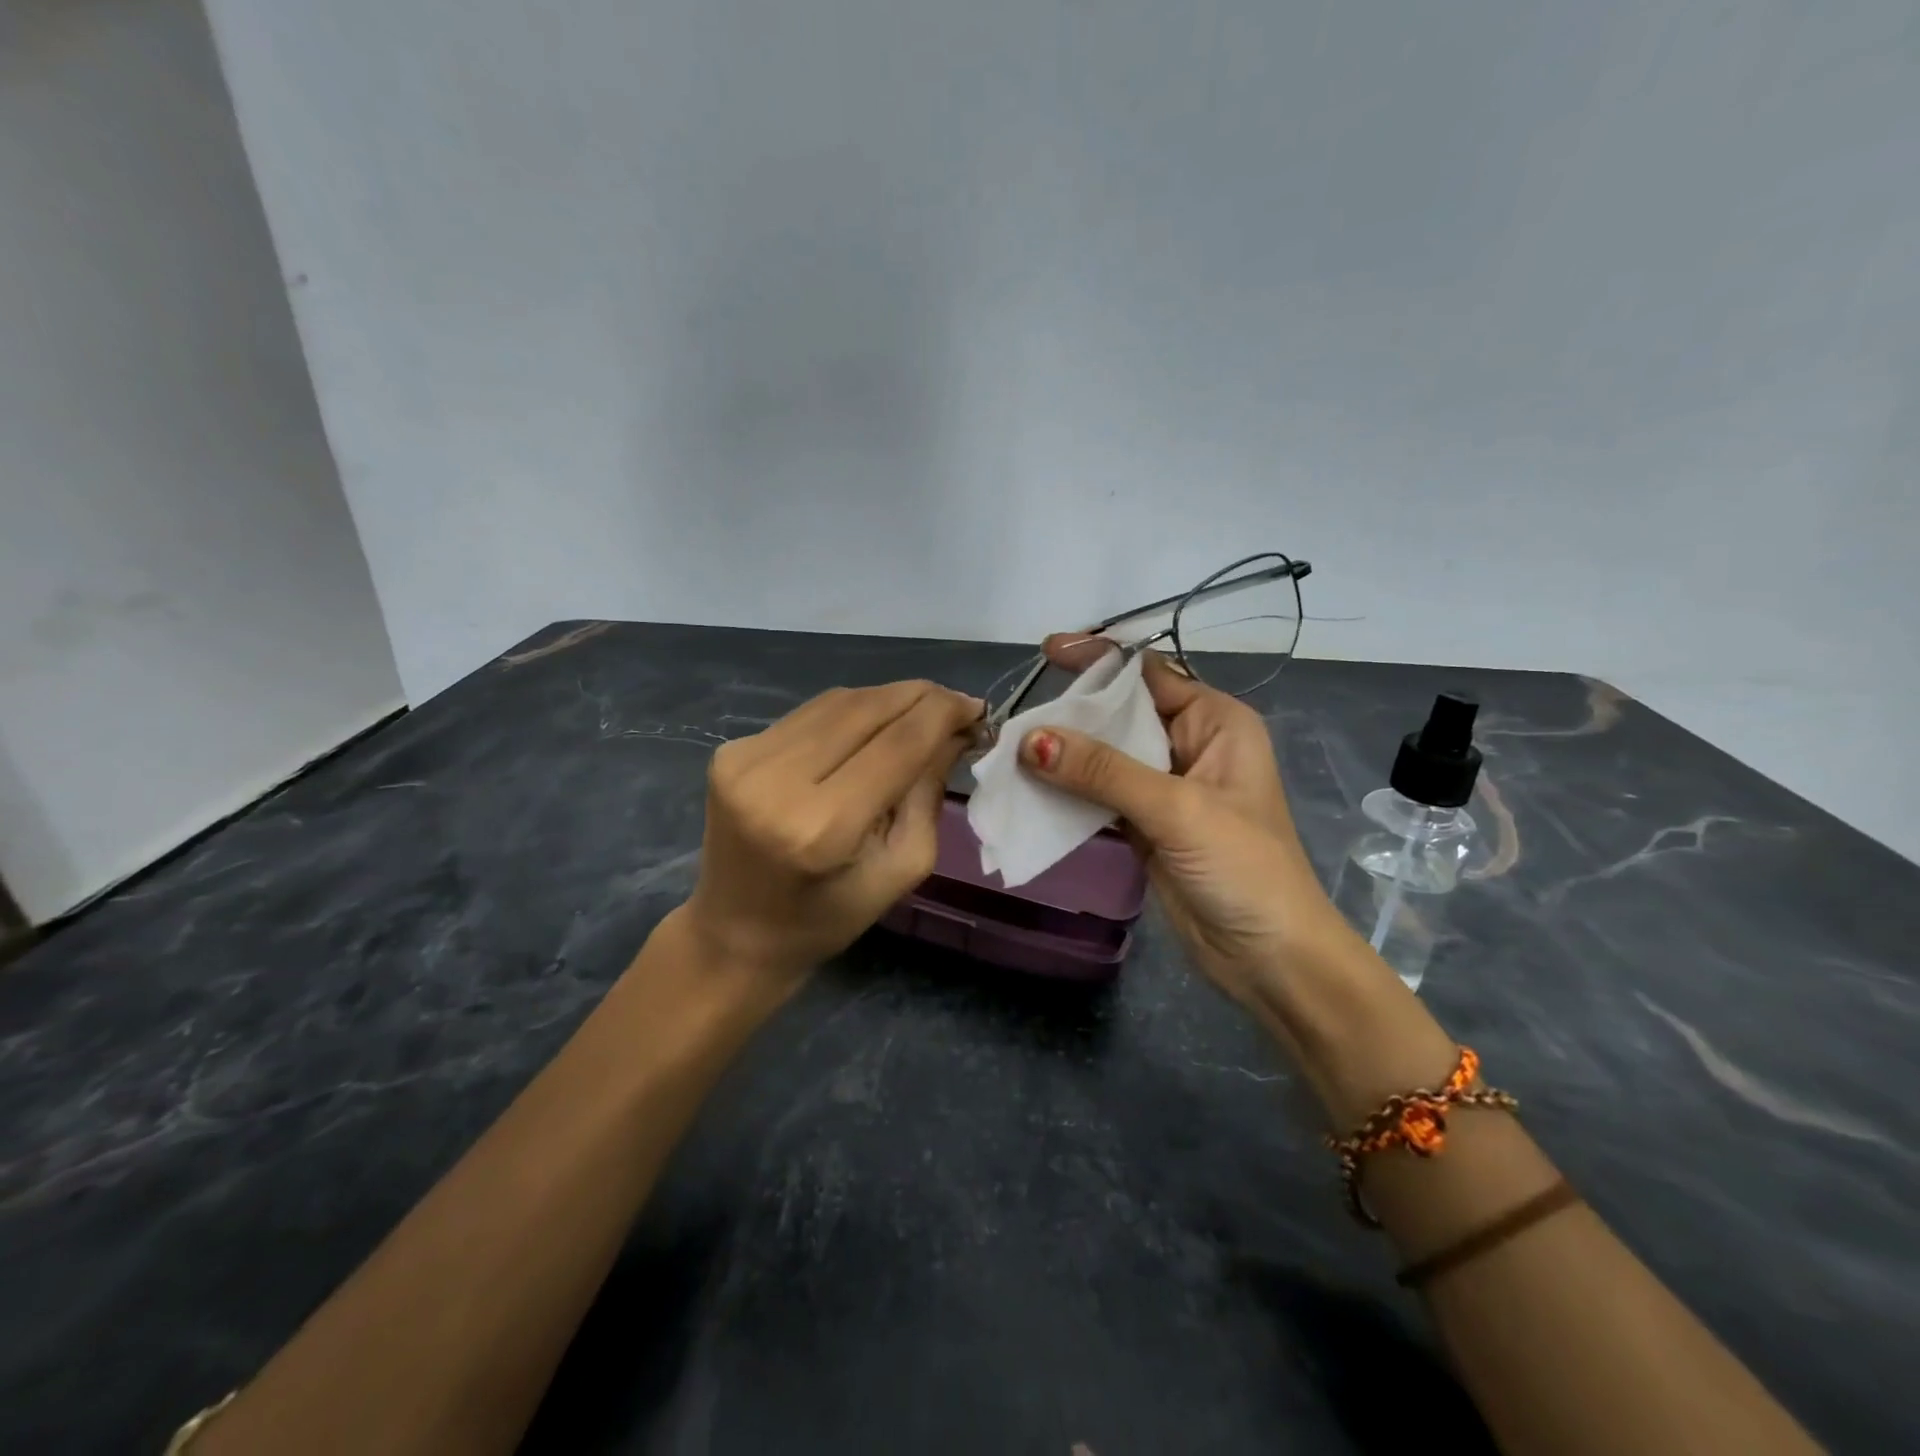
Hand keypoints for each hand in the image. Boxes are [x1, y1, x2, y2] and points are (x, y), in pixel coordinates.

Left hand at [682, 680, 980, 998]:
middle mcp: (776, 781)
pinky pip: (809, 714)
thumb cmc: (827, 918)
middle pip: (867, 709)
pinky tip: (872, 725)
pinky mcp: (731, 750)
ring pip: (838, 702)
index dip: (943, 714)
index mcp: (822, 827)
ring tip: (920, 712)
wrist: (735, 934)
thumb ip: (928, 795)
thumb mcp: (900, 869)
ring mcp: (746, 759)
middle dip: (921, 698)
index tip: (977, 708)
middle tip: (956, 705)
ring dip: (887, 699)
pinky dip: (850, 712)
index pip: (897, 744)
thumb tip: (954, 731)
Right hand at [1024, 636, 1354, 1009]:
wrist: (1270, 958)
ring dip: (1064, 753)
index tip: (1046, 652)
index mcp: (1216, 721)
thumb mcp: (1176, 809)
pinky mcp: (1146, 824)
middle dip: (1072, 712)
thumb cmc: (1243, 869)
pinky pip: (1100, 794)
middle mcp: (1190, 745)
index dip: (1098, 661)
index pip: (1149, 674)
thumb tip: (1031, 739)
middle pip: (1121, 713)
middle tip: (1016, 714)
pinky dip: (1069, 791)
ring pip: (1106, 756)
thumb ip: (1103, 771)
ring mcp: (1166, 787)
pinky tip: (1031, 788)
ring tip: (1011, 749)